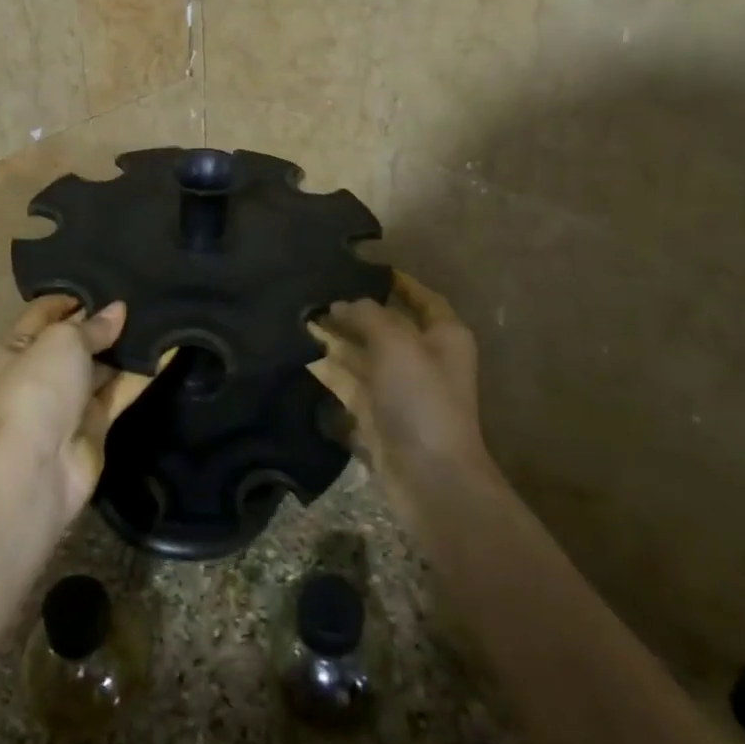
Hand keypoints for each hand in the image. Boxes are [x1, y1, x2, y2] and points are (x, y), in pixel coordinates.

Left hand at [0, 296, 153, 527]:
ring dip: (125, 348)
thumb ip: (93, 325)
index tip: (105, 282)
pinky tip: (168, 352)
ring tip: (159, 318)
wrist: (39, 465)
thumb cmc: (38, 388)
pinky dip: (140, 375)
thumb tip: (118, 310)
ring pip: (100, 368)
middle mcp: (38, 373)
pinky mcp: (93, 425)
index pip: (43, 313)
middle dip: (103, 323)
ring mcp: (66, 402)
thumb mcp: (63, 341)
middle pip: (74, 341)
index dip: (71, 297)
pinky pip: (119, 392)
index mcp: (13, 349)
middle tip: (140, 298)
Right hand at [310, 270, 490, 516]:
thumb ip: (367, 314)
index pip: (421, 298)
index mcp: (443, 336)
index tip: (362, 266)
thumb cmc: (421, 399)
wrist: (429, 477)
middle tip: (316, 291)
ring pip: (363, 353)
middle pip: (386, 325)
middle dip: (354, 310)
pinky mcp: (377, 414)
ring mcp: (399, 388)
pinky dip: (329, 369)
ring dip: (336, 338)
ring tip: (301, 316)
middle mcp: (423, 358)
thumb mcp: (396, 342)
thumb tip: (340, 304)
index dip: (396, 281)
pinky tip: (303, 354)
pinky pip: (349, 382)